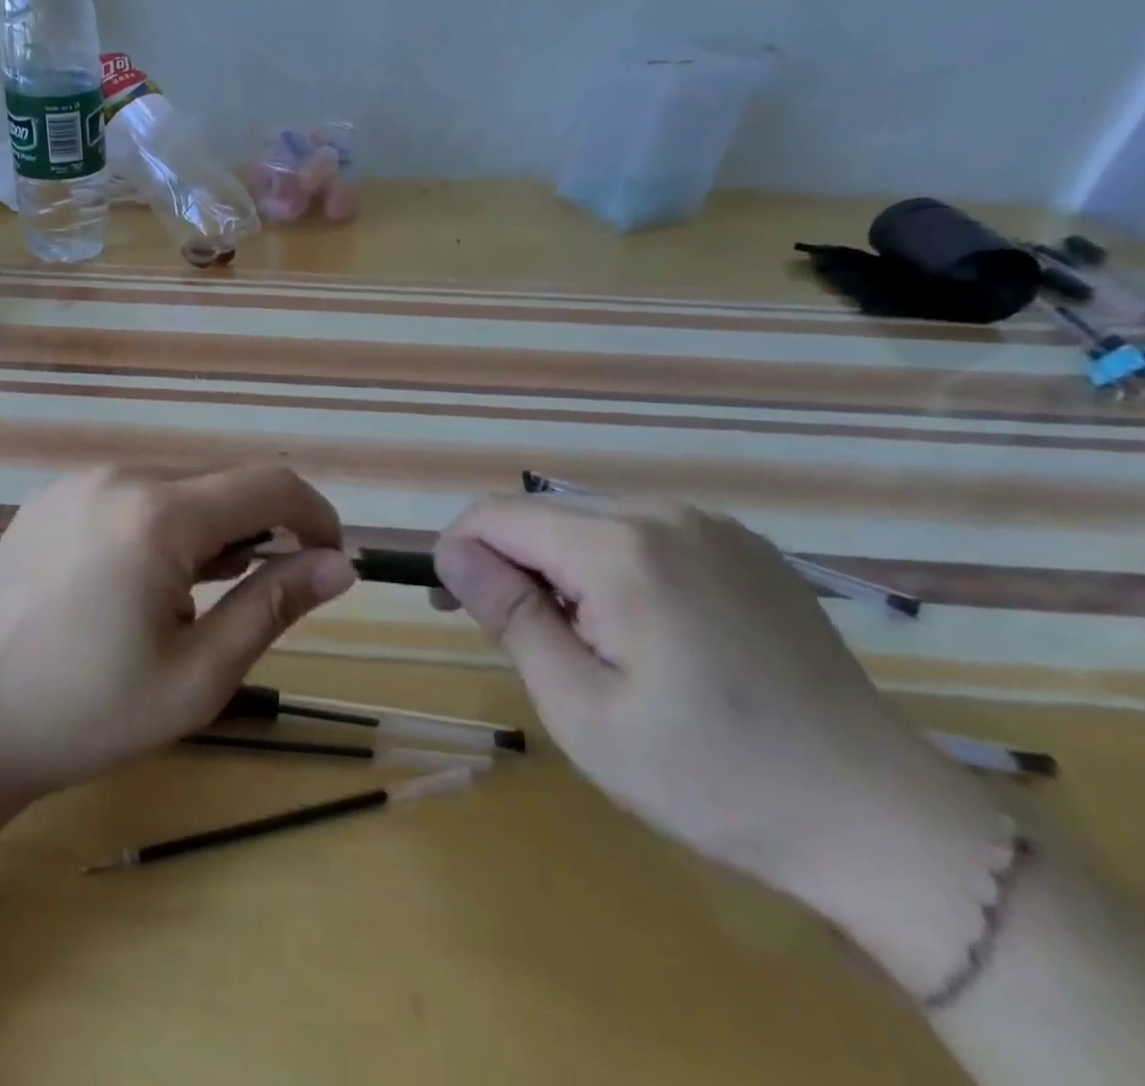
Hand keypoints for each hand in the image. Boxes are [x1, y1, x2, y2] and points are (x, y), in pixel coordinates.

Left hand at [0, 465, 353, 804]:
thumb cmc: (86, 712)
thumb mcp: (197, 676)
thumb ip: (273, 607)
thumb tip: (340, 566)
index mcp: (157, 514)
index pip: (269, 484)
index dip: (315, 516)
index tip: (330, 562)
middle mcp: (118, 476)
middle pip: (222, 482)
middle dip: (260, 529)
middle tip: (253, 599)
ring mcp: (78, 481)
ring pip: (177, 486)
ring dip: (208, 529)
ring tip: (189, 598)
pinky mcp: (52, 496)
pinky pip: (131, 493)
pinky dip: (161, 524)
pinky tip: (138, 582)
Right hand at [432, 493, 1007, 994]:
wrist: (883, 822)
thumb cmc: (711, 776)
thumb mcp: (581, 709)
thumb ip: (510, 615)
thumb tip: (452, 552)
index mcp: (620, 548)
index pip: (496, 514)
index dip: (457, 551)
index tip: (451, 607)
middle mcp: (663, 512)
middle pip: (541, 512)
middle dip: (505, 560)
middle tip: (509, 634)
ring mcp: (712, 525)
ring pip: (588, 520)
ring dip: (557, 565)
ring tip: (577, 639)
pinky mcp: (744, 546)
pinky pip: (642, 534)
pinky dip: (610, 566)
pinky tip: (640, 629)